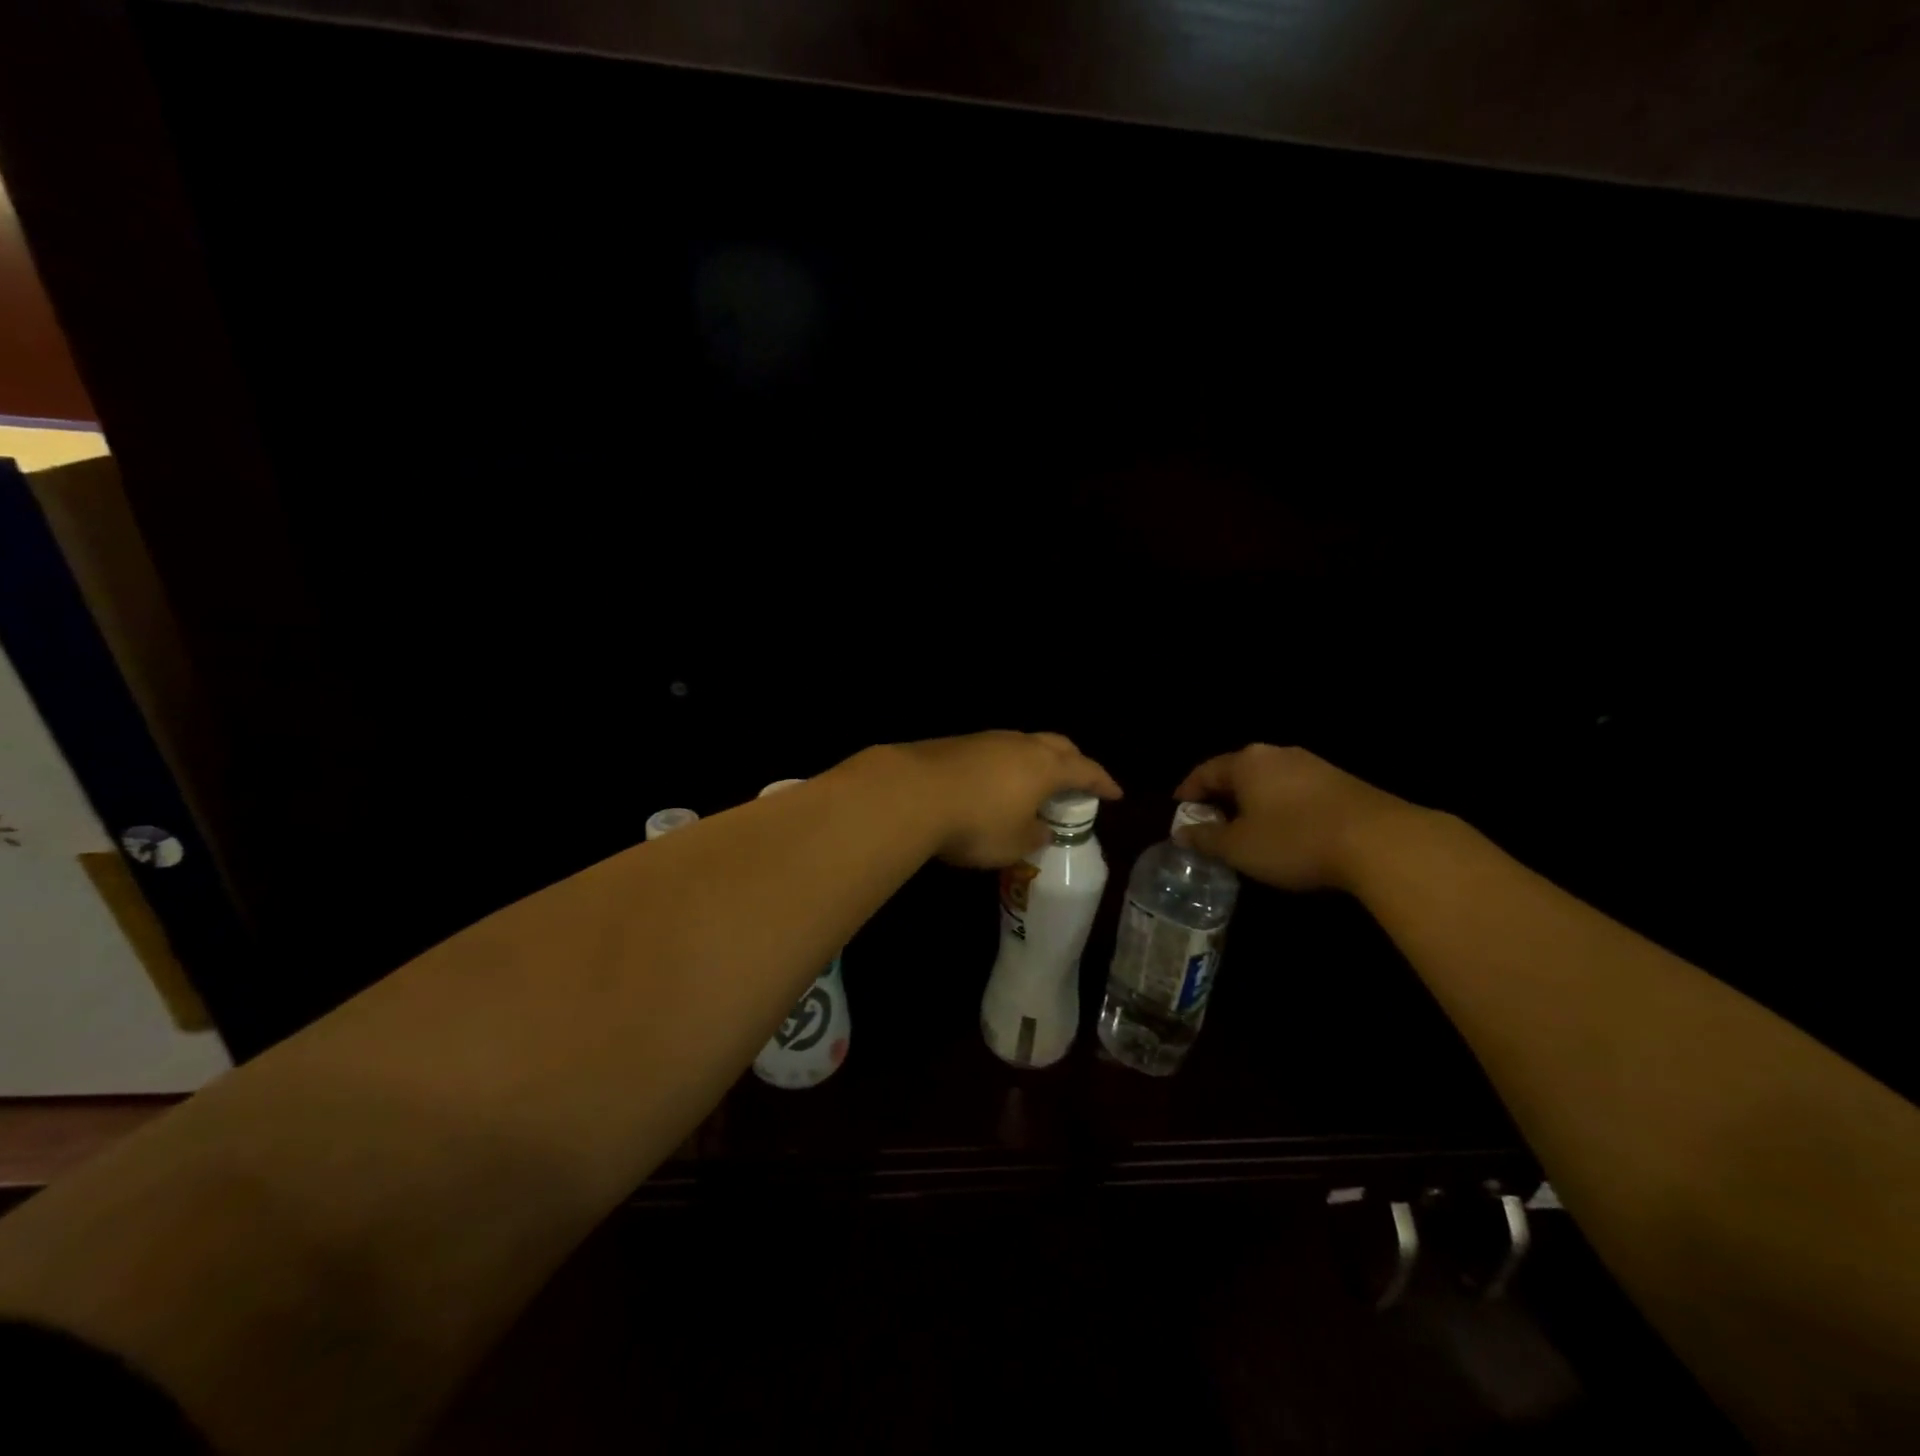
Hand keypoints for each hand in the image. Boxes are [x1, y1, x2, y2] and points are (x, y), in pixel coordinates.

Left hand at [894, 731, 1122, 868]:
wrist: (911, 793)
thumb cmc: (975, 823)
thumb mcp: (1013, 843)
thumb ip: (1033, 836)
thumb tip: (1039, 830)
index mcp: (1045, 767)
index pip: (1085, 770)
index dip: (1103, 782)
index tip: (1116, 793)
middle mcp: (1021, 745)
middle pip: (1058, 745)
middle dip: (1073, 761)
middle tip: (1079, 780)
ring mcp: (987, 739)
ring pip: (1024, 743)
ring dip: (1037, 760)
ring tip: (1036, 782)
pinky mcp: (958, 743)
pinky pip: (996, 750)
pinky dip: (1006, 764)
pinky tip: (996, 782)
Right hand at [1172, 744, 1419, 891]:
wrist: (1380, 841)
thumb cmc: (1294, 840)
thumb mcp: (1239, 847)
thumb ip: (1206, 838)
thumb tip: (1182, 832)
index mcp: (1247, 762)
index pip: (1205, 771)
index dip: (1189, 791)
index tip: (1179, 810)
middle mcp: (1277, 754)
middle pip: (1238, 773)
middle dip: (1222, 797)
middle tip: (1211, 822)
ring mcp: (1313, 765)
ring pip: (1269, 781)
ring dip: (1253, 802)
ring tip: (1247, 830)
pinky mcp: (1341, 783)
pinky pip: (1296, 791)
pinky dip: (1281, 807)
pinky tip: (1286, 831)